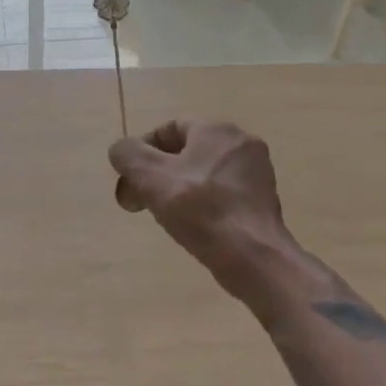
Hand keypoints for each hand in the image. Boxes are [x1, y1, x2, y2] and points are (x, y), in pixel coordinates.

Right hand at [109, 120, 294, 307]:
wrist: (253, 257)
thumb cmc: (200, 210)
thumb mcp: (151, 177)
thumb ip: (128, 155)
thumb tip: (122, 151)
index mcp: (216, 129)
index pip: (169, 129)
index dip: (142, 151)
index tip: (129, 181)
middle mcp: (241, 143)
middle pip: (186, 152)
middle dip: (157, 175)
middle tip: (139, 202)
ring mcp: (256, 173)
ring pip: (203, 174)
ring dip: (177, 190)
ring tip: (163, 217)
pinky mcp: (262, 201)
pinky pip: (222, 193)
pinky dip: (202, 204)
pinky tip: (191, 227)